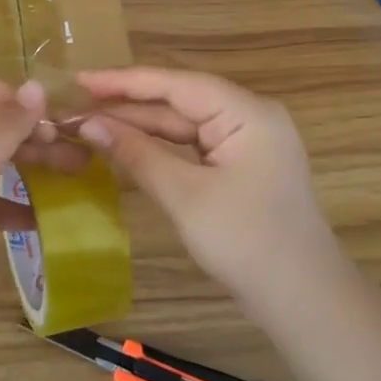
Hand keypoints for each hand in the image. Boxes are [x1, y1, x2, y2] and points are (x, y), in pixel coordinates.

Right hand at [75, 67, 339, 310]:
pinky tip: (127, 144)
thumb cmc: (247, 243)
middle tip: (76, 106)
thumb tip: (88, 124)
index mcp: (247, 112)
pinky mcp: (242, 162)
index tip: (79, 80)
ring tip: (91, 122)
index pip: (176, 84)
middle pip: (179, 100)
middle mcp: (250, 115)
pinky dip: (160, 144)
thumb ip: (136, 153)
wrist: (303, 301)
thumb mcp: (185, 196)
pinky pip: (193, 142)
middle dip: (128, 105)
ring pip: (184, 122)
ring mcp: (248, 139)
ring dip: (140, 125)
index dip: (124, 81)